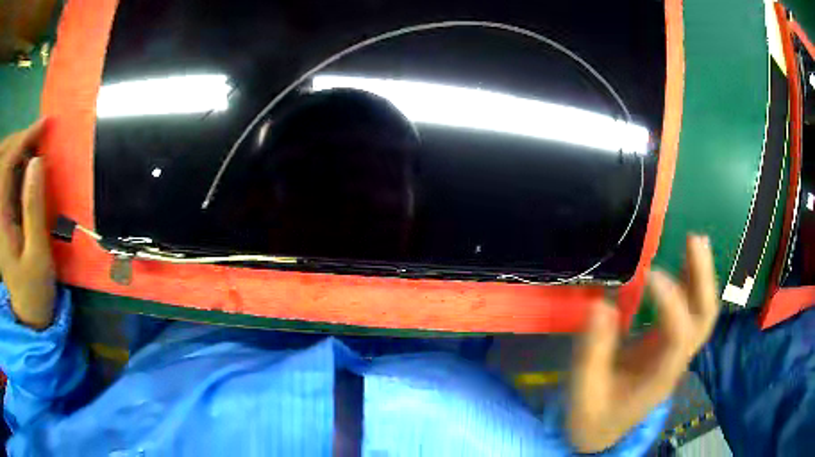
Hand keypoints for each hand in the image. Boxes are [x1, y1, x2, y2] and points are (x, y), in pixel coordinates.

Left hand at [0, 120, 55, 329]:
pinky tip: (24, 167)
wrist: (27, 319)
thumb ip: (34, 209)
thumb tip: (37, 162)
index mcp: (1, 220)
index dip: (25, 139)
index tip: (45, 126)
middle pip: (4, 158)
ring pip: (3, 166)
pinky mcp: (2, 218)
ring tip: (32, 145)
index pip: (8, 163)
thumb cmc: (34, 294)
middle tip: (39, 134)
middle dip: (18, 140)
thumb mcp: (37, 258)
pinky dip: (13, 165)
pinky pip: (4, 179)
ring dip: (15, 149)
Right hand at [567, 234, 719, 451]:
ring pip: (702, 312)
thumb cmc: (594, 414)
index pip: (678, 335)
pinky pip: (690, 311)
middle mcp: (676, 361)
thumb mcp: (585, 389)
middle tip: (694, 240)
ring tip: (696, 240)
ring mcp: (676, 351)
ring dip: (702, 276)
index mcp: (658, 377)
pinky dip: (691, 283)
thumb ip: (593, 351)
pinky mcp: (669, 343)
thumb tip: (601, 305)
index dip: (670, 302)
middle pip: (704, 319)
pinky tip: (686, 261)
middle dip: (703, 279)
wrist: (603, 429)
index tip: (648, 275)